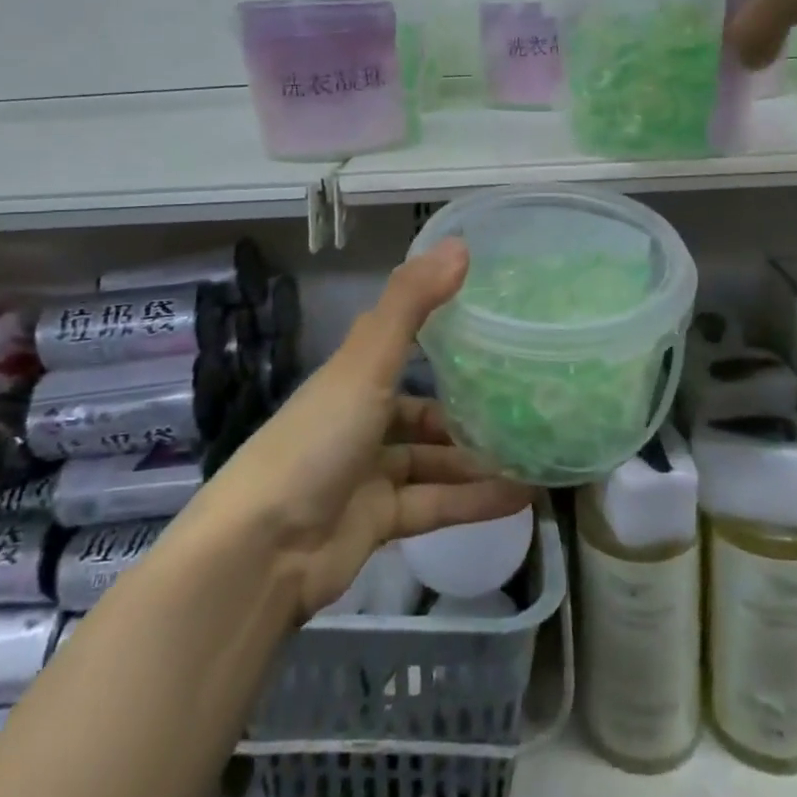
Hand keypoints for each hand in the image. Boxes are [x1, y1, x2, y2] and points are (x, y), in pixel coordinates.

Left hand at [191, 240, 531, 620]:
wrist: (261, 552)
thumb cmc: (316, 441)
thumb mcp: (365, 365)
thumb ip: (411, 304)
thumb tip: (461, 244)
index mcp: (351, 380)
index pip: (401, 348)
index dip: (443, 336)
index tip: (493, 328)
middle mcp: (359, 422)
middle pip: (422, 412)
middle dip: (468, 411)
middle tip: (525, 403)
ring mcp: (368, 475)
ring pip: (433, 461)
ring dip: (477, 459)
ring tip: (534, 452)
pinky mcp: (378, 523)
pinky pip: (435, 505)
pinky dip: (473, 501)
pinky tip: (521, 497)